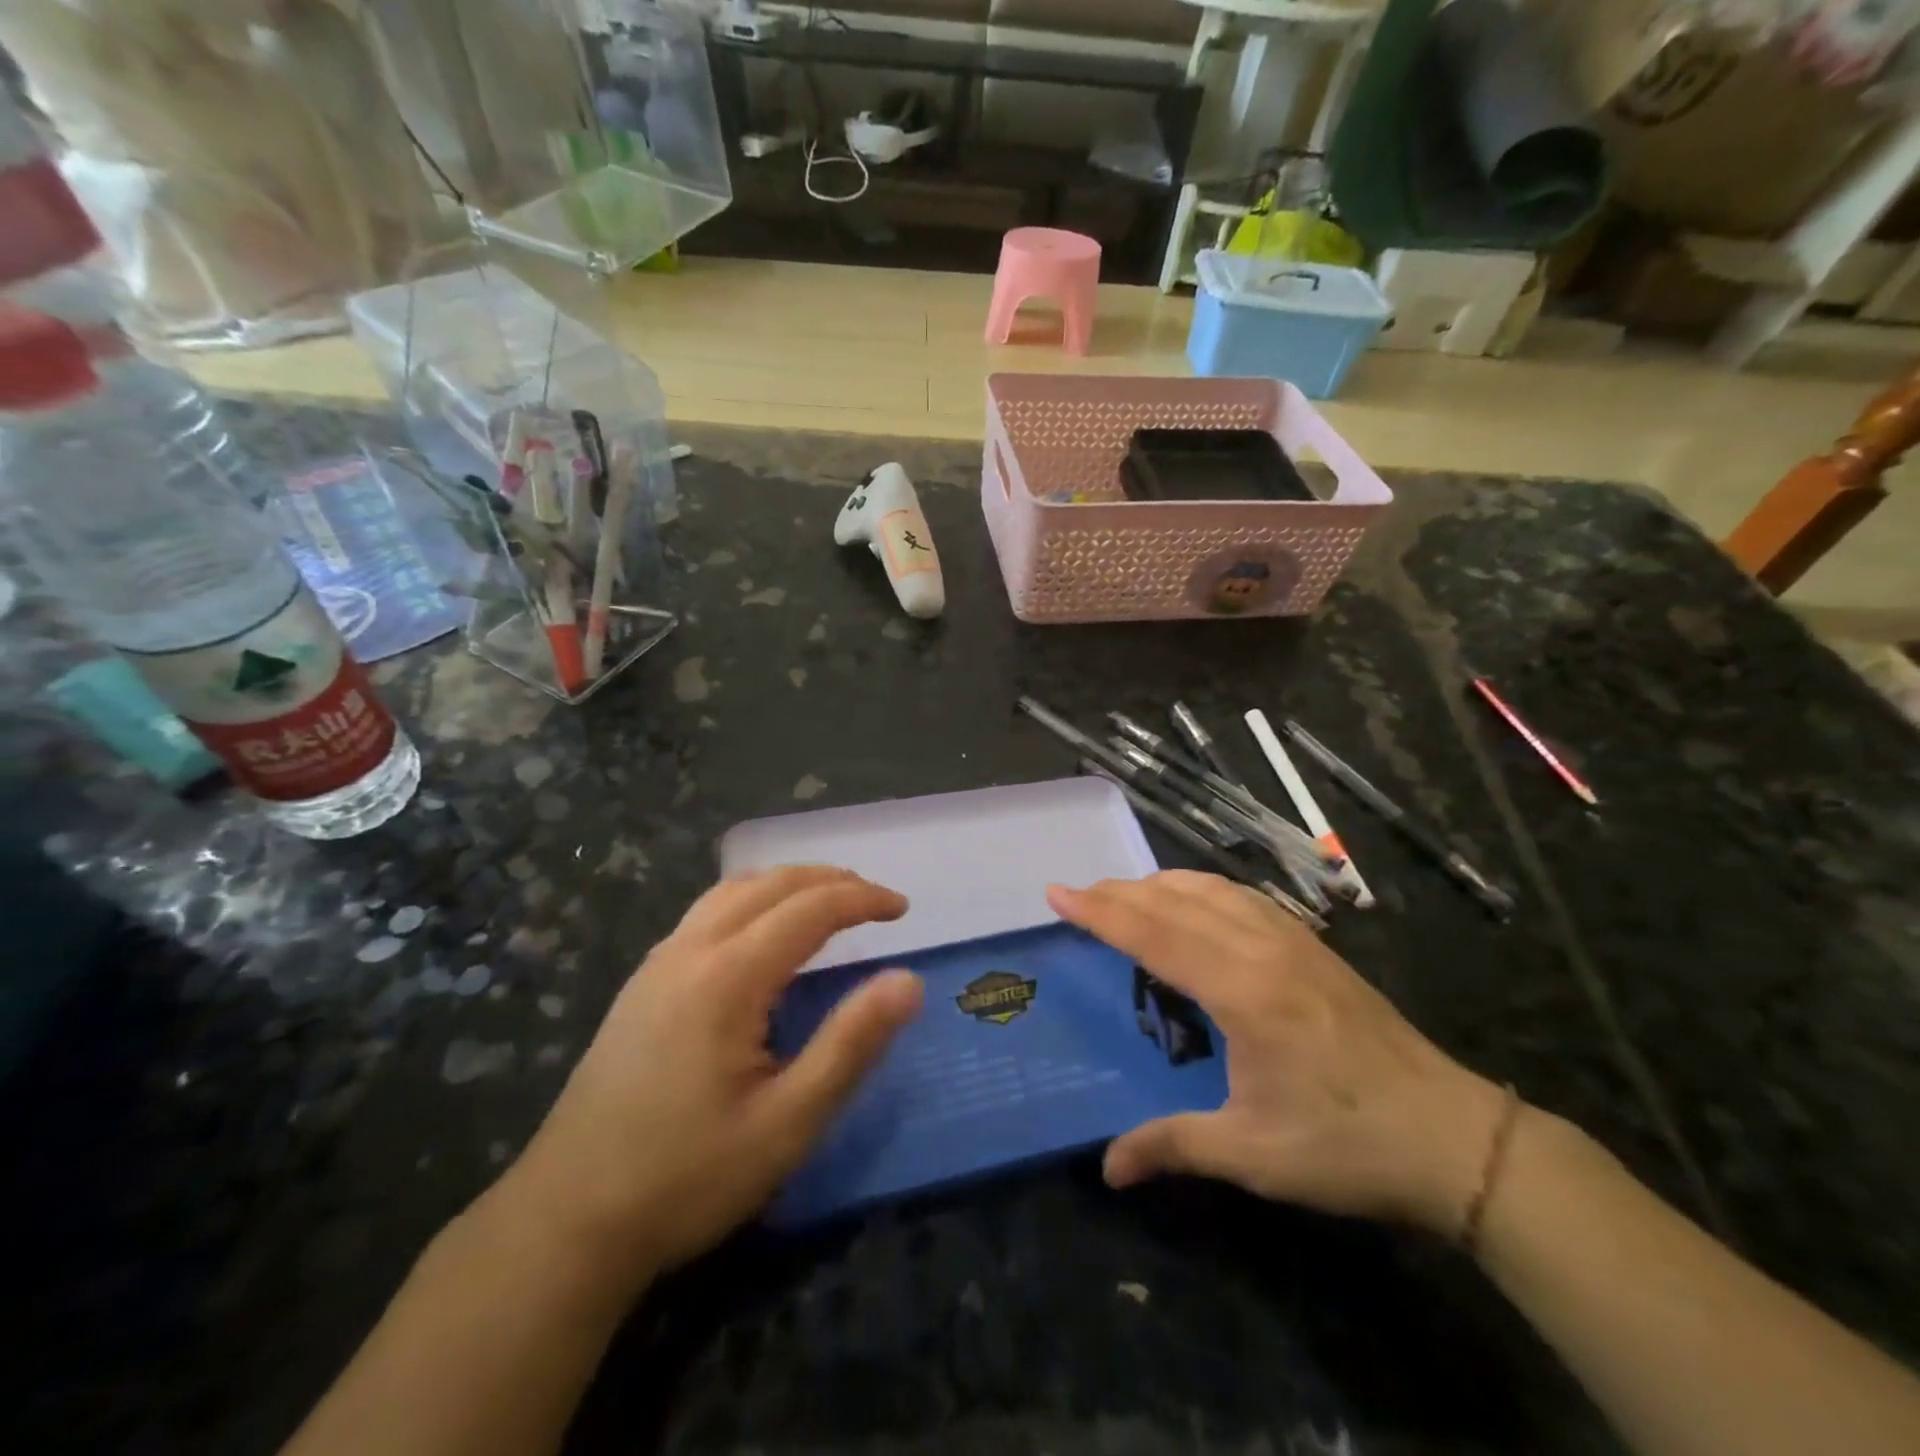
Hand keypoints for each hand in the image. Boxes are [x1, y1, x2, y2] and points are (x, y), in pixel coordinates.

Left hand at [503, 867, 923, 1278]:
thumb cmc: (687, 1177)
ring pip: (732, 891)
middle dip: (829, 880)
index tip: (903, 909)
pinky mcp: (641, 985)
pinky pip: (707, 913)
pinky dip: (752, 901)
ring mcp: (657, 964)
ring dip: (787, 884)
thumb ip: (851, 1044)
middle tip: (874, 900)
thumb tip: (909, 981)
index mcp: (727, 976)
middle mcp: (689, 951)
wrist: (564, 1223)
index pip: (809, 909)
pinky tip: (761, 935)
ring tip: (827, 902)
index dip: (862, 899)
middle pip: (769, 884)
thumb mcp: (787, 1123)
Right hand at [1048, 871, 1505, 1235]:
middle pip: (1177, 899)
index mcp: (1242, 990)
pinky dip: (1203, 888)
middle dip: (1121, 891)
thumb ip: (1173, 1146)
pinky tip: (1197, 903)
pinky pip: (1244, 897)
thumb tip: (1107, 1169)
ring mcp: (1294, 941)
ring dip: (1162, 883)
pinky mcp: (1315, 948)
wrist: (1456, 1137)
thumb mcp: (1253, 1152)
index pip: (1154, 933)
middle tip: (1078, 894)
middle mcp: (1263, 948)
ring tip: (1126, 893)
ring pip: (1213, 888)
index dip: (1100, 912)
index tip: (1057, 893)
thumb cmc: (1347, 1144)